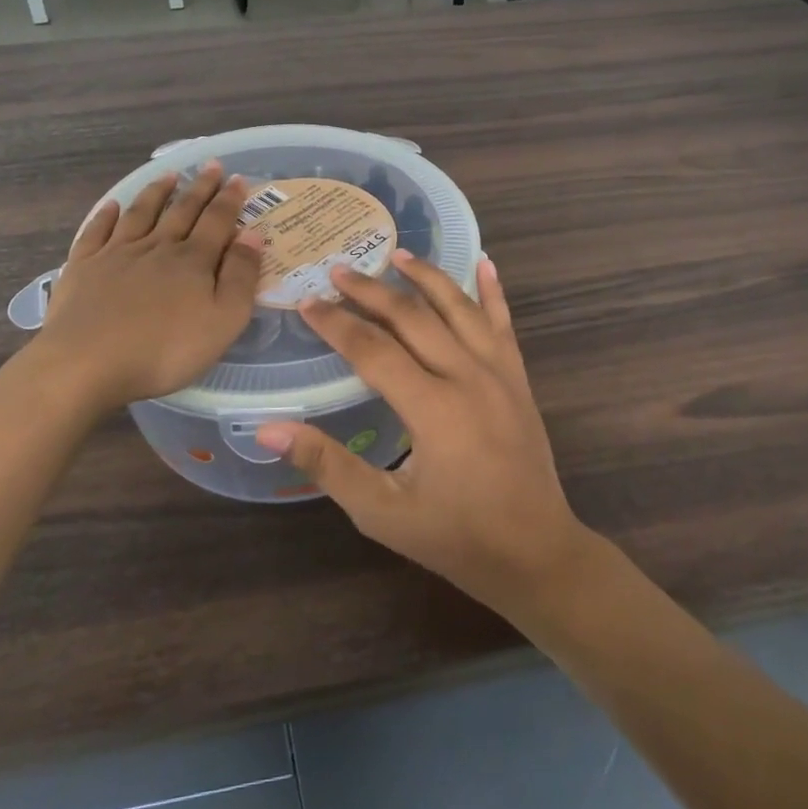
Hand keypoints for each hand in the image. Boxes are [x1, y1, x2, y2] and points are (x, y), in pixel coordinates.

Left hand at [26, 162, 263, 413]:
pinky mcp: (83, 267)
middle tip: (210, 165)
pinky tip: (112, 206)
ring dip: (157, 192)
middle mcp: (156, 247)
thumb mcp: (223, 321)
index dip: (229, 199)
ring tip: (169, 175)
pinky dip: (106, 215)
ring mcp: (116, 254)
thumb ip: (241, 276)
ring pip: (141, 213)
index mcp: (192, 260)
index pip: (217, 220)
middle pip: (182, 210)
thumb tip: (252, 233)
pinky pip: (96, 231)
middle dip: (199, 187)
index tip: (238, 178)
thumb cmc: (164, 350)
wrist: (86, 364)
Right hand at [254, 251, 595, 618]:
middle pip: (413, 317)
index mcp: (433, 408)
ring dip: (427, 277)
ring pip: (459, 308)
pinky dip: (492, 291)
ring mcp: (499, 372)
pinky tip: (484, 263)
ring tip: (398, 254)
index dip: (336, 323)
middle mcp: (467, 376)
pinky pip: (503, 323)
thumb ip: (327, 465)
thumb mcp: (382, 512)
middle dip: (372, 291)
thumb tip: (270, 428)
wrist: (537, 554)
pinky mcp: (519, 378)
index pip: (373, 350)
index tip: (307, 302)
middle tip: (339, 269)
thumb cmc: (456, 538)